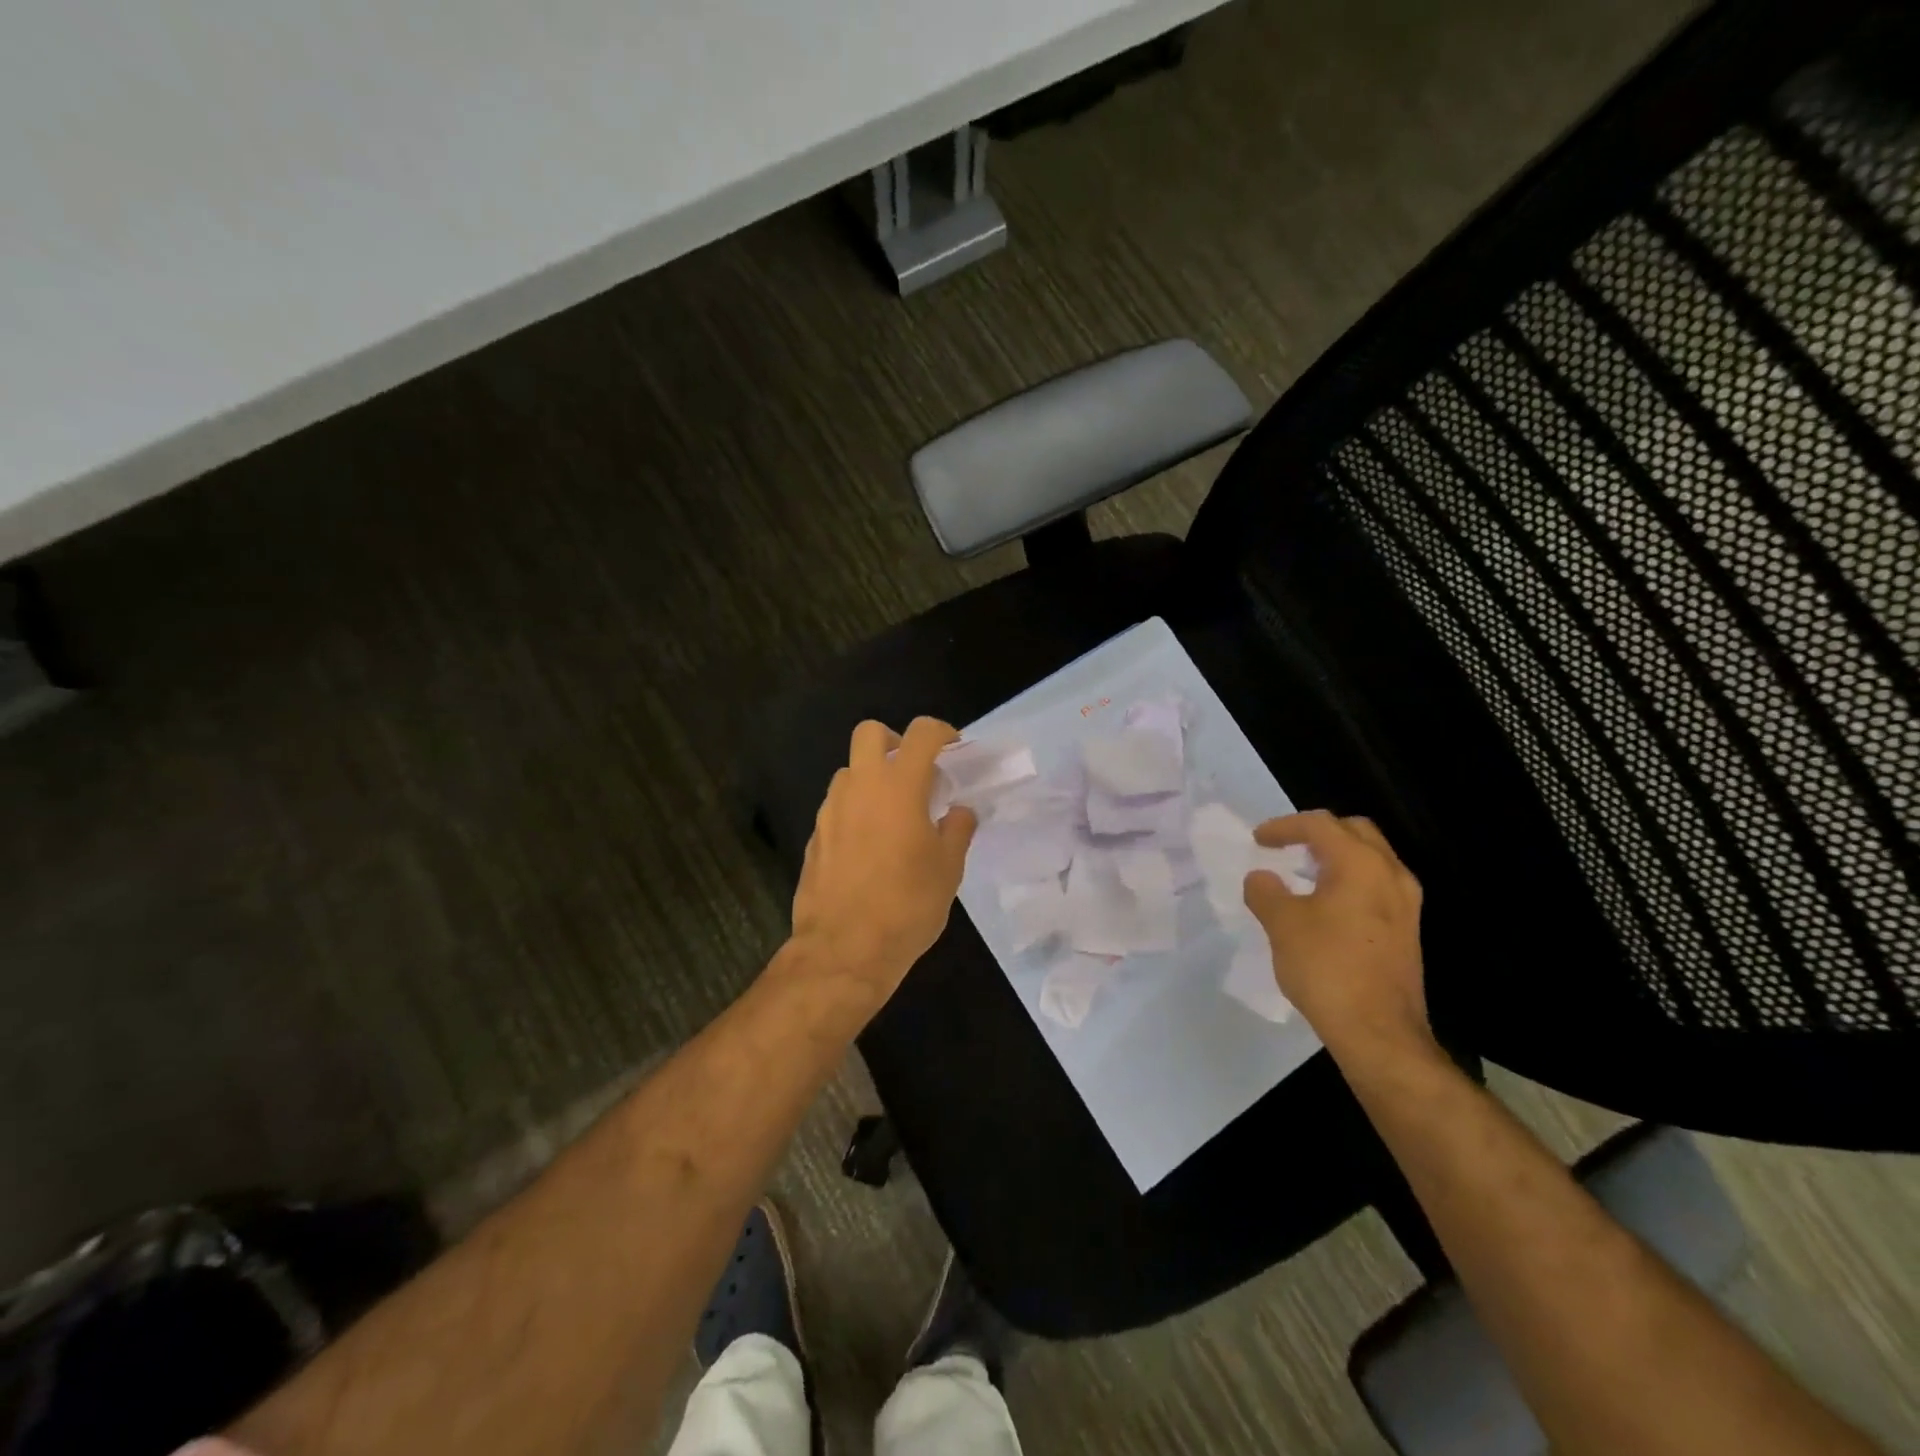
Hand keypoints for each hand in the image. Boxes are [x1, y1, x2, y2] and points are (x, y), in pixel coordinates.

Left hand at [789, 717, 977, 1000]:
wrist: (844, 949)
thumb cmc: (907, 905)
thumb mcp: (948, 869)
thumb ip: (957, 830)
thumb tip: (960, 812)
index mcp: (899, 786)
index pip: (922, 733)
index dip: (942, 732)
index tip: (954, 750)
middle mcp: (860, 787)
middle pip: (870, 732)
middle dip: (894, 741)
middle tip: (914, 773)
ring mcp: (831, 810)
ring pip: (850, 771)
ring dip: (872, 778)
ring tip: (893, 815)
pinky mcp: (814, 836)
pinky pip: (837, 806)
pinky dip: (856, 810)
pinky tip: (870, 846)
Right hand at [1242, 811, 1433, 1067]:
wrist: (1379, 1033)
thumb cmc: (1327, 968)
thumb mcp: (1282, 924)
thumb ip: (1265, 891)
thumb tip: (1261, 878)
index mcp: (1361, 864)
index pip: (1320, 824)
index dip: (1284, 826)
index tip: (1258, 840)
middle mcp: (1391, 874)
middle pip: (1355, 831)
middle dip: (1318, 833)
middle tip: (1287, 847)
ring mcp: (1406, 904)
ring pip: (1371, 859)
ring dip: (1336, 857)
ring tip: (1303, 874)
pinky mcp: (1407, 930)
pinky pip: (1377, 885)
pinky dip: (1349, 881)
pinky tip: (1326, 906)